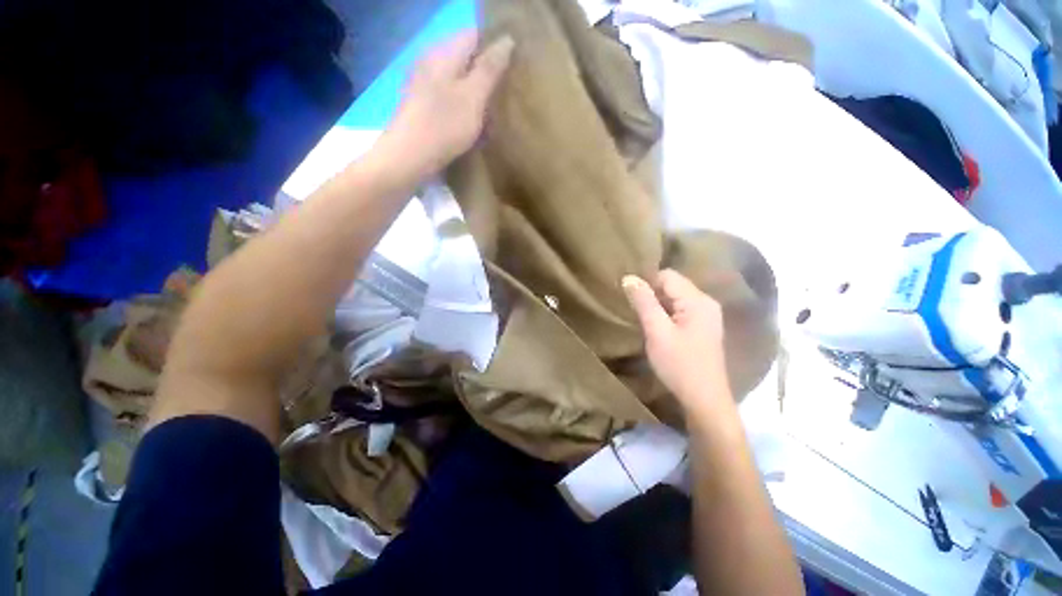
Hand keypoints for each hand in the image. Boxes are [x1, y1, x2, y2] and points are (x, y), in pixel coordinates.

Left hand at [381, 31, 514, 176]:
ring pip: (458, 80)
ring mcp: (424, 83)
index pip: (474, 35)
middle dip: (486, 74)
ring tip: (491, 113)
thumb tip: (507, 40)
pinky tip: (472, 124)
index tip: (511, 70)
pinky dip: (463, 106)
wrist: (409, 157)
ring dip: (476, 94)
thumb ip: (490, 69)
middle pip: (465, 58)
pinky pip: (449, 97)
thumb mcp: (473, 97)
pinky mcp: (422, 104)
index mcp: (444, 53)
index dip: (494, 48)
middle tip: (503, 95)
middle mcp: (431, 61)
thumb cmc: (444, 126)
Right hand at [622, 270, 727, 405]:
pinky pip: (681, 310)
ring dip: (657, 305)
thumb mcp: (657, 331)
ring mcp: (707, 315)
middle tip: (634, 310)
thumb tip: (629, 277)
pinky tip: (657, 328)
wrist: (704, 399)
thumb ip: (644, 302)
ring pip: (675, 298)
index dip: (646, 283)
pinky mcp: (704, 327)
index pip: (667, 276)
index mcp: (697, 300)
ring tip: (643, 319)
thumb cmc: (679, 365)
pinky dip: (666, 314)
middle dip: (652, 294)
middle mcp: (706, 302)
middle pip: (673, 285)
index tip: (630, 298)